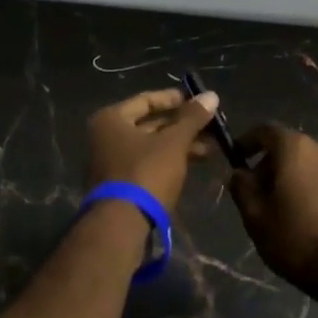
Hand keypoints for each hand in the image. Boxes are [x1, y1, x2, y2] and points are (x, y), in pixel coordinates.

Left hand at [85, 87, 220, 210]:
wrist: (122, 223)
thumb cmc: (146, 173)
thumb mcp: (174, 143)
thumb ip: (192, 118)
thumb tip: (211, 94)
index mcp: (112, 119)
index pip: (147, 100)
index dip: (175, 99)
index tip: (199, 102)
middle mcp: (106, 136)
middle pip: (150, 123)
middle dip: (182, 126)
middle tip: (210, 126)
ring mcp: (111, 160)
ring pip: (151, 145)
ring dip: (180, 144)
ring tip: (210, 148)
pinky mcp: (120, 182)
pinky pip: (148, 162)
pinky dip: (169, 159)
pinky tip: (194, 162)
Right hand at [228, 126, 317, 296]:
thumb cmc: (296, 240)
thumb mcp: (255, 216)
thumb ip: (242, 187)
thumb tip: (241, 173)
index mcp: (297, 149)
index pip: (265, 131)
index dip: (247, 141)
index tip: (236, 158)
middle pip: (289, 147)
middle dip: (269, 164)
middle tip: (257, 192)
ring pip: (309, 163)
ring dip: (292, 177)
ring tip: (282, 207)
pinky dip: (312, 186)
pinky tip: (307, 214)